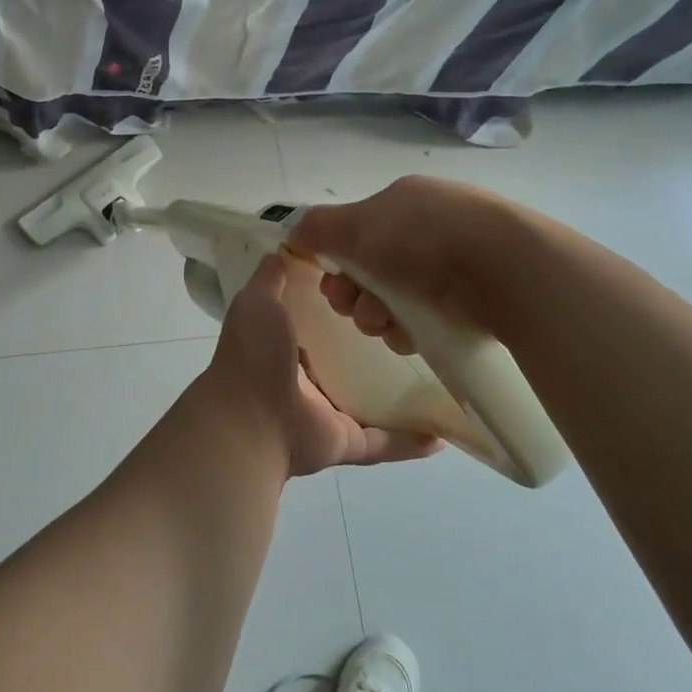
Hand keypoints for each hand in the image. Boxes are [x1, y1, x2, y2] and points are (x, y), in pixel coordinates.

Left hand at [202, 253, 442, 477]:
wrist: (250, 419)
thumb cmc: (254, 354)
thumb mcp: (257, 301)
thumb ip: (271, 278)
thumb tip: (284, 249)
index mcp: (286, 345)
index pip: (322, 322)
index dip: (346, 303)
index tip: (380, 283)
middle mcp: (307, 380)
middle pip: (350, 360)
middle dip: (378, 343)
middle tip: (417, 323)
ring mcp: (327, 413)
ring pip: (371, 400)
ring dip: (401, 391)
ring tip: (439, 372)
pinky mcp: (346, 441)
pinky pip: (384, 442)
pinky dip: (410, 441)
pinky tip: (441, 433)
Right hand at [289, 176, 511, 348]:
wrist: (506, 270)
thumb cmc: (423, 238)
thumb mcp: (359, 225)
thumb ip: (320, 228)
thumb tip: (295, 232)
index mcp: (403, 202)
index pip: (358, 232)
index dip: (337, 260)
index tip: (332, 283)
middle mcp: (428, 229)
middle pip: (372, 269)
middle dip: (354, 294)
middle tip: (354, 308)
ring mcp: (455, 265)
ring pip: (396, 299)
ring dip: (377, 315)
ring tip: (386, 324)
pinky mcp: (475, 300)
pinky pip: (425, 319)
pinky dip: (409, 329)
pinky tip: (410, 336)